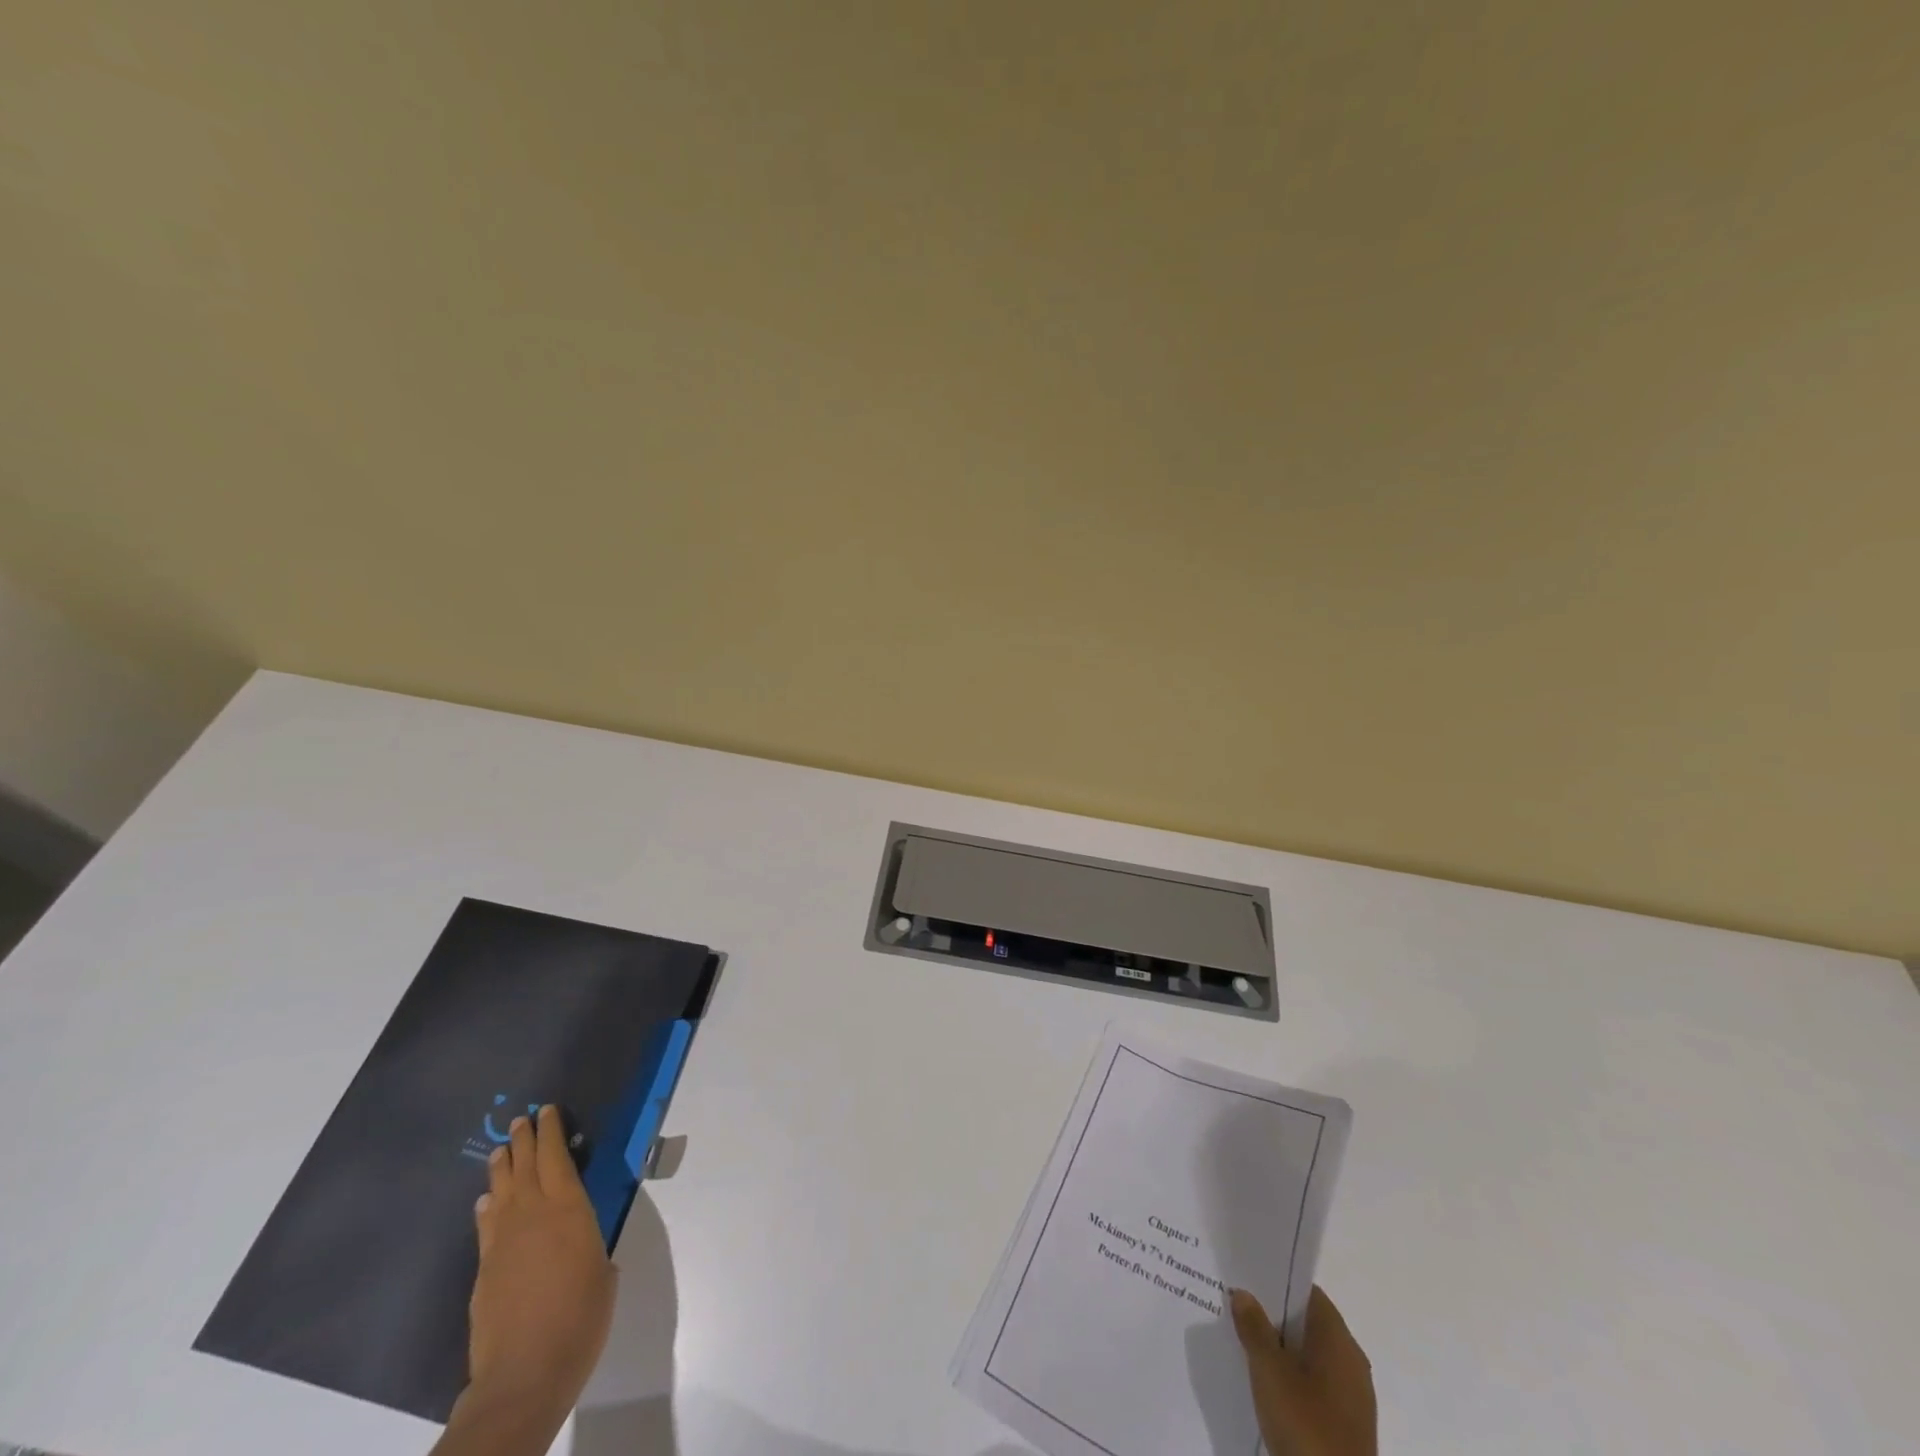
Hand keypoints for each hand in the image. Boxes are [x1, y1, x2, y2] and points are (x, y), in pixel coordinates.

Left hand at [454, 1105, 615, 1440]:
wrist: (524, 1374)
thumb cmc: (580, 1318)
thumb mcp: (602, 1272)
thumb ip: (590, 1247)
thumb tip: (579, 1244)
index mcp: (569, 1209)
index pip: (557, 1158)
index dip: (551, 1133)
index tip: (547, 1111)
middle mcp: (533, 1216)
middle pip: (525, 1167)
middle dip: (524, 1140)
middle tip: (521, 1120)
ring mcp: (503, 1243)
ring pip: (501, 1191)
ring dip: (502, 1168)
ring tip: (500, 1151)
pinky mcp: (484, 1272)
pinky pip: (487, 1226)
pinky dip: (488, 1208)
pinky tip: (487, 1203)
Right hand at [1230, 1286, 1376, 1455]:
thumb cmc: (1306, 1425)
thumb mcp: (1269, 1371)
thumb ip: (1254, 1328)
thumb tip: (1244, 1294)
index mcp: (1340, 1341)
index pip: (1309, 1294)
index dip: (1279, 1283)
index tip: (1248, 1279)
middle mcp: (1352, 1363)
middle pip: (1309, 1325)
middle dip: (1275, 1317)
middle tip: (1238, 1307)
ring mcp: (1353, 1398)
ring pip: (1311, 1357)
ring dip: (1282, 1349)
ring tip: (1245, 1343)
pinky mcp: (1347, 1427)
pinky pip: (1315, 1386)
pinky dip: (1292, 1377)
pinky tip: (1266, 1384)